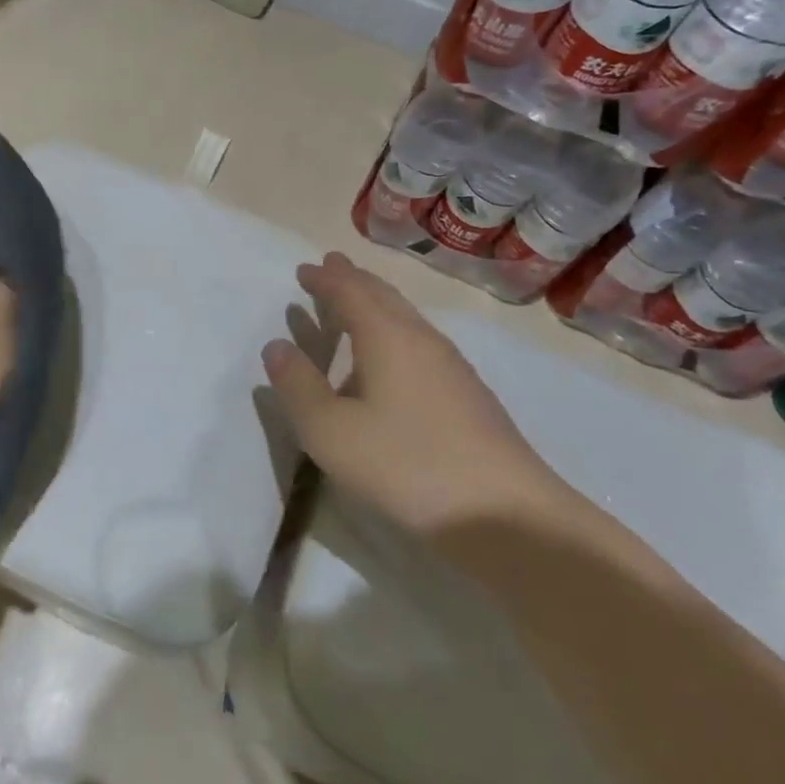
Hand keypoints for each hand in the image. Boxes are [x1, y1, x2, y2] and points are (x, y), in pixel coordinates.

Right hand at [261, 252, 574, 536]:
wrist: (507, 517)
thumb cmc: (407, 465)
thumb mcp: (330, 432)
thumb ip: (298, 386)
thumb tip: (277, 346)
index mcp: (387, 337)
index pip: (350, 292)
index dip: (325, 279)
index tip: (304, 269)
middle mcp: (421, 340)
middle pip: (384, 296)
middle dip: (354, 280)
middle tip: (331, 267)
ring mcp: (452, 368)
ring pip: (406, 319)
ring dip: (376, 304)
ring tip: (355, 307)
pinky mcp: (468, 397)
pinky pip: (419, 344)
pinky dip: (393, 333)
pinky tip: (390, 363)